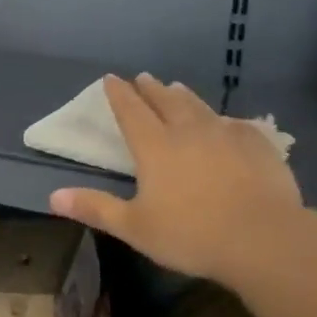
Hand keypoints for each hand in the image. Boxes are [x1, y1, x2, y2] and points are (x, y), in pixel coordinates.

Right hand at [51, 74, 303, 289]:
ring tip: (176, 88)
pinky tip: (226, 123)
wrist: (264, 238)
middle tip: (143, 77)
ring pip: (199, 106)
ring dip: (183, 96)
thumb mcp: (135, 227)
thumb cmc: (192, 234)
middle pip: (165, 101)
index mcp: (155, 146)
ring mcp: (225, 133)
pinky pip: (235, 123)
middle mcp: (188, 130)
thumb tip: (53, 196)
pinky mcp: (257, 144)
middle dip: (150, 88)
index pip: (131, 111)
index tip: (111, 78)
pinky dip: (222, 119)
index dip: (119, 94)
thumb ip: (96, 208)